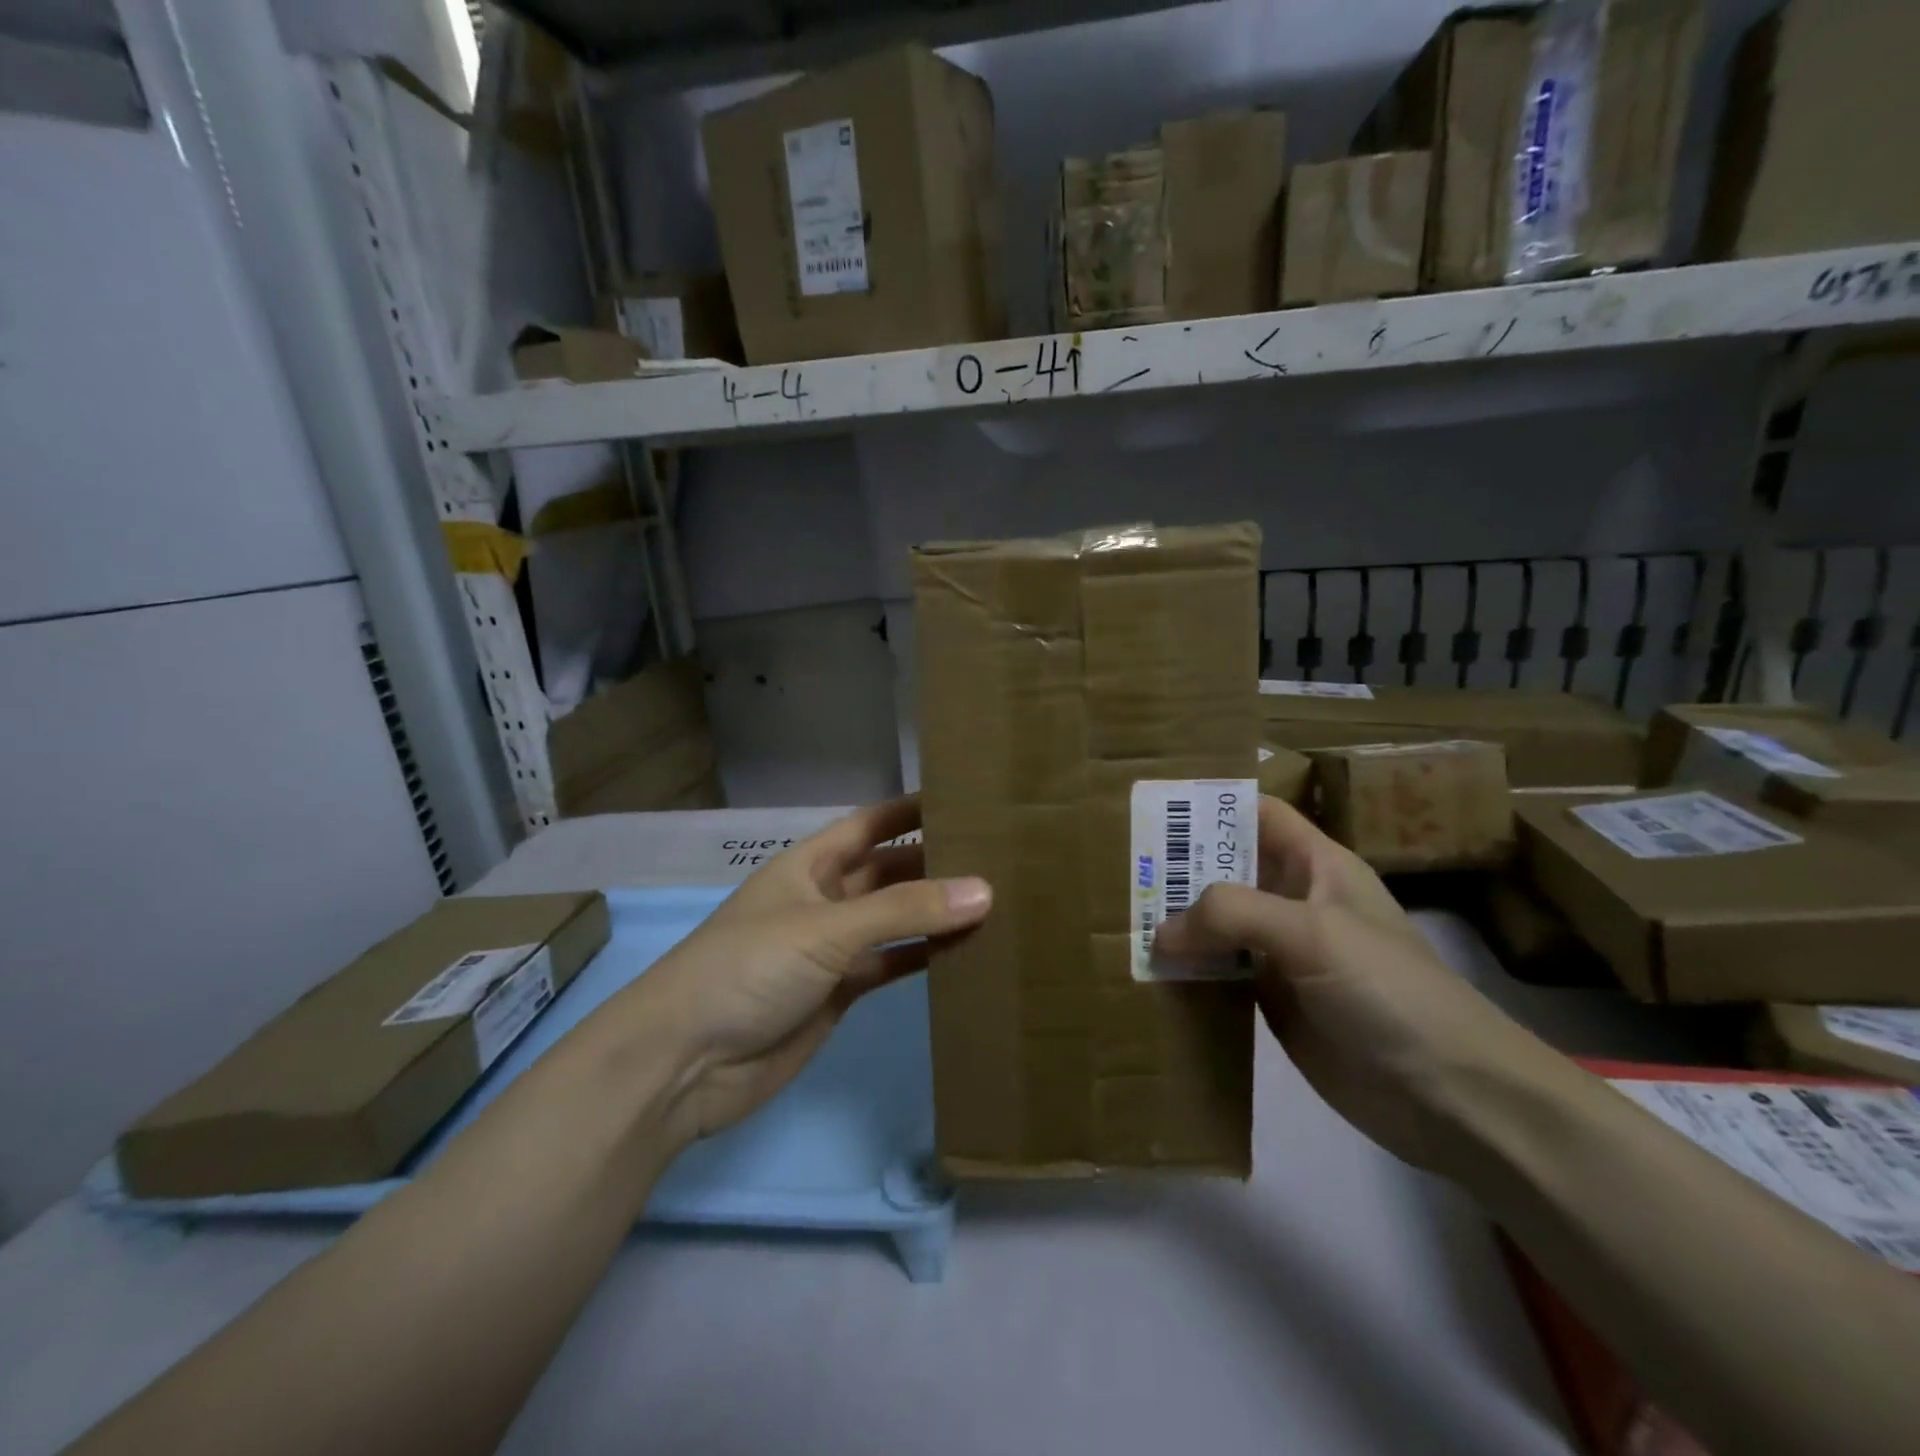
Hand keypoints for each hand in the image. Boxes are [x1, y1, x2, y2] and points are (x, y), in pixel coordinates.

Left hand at [622, 797, 991, 1145]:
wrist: (685, 1063)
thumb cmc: (748, 969)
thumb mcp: (826, 928)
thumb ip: (904, 910)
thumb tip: (984, 889)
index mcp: (809, 865)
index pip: (870, 824)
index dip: (911, 809)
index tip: (966, 797)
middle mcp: (824, 898)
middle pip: (888, 871)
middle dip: (934, 862)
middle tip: (999, 854)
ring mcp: (831, 948)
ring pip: (895, 920)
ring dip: (935, 912)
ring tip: (998, 898)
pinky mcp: (839, 992)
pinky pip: (891, 963)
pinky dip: (924, 956)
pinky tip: (967, 951)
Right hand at [1154, 797, 1540, 1170]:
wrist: (1451, 1096)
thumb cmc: (1388, 989)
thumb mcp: (1312, 931)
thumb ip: (1232, 914)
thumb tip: (1160, 932)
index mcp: (1315, 866)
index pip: (1256, 814)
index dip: (1210, 806)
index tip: (1151, 809)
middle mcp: (1294, 902)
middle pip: (1226, 870)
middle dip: (1177, 867)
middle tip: (1116, 869)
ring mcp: (1282, 955)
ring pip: (1218, 926)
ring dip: (1176, 924)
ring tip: (1116, 919)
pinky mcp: (1273, 1003)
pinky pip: (1220, 976)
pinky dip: (1187, 973)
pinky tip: (1147, 975)